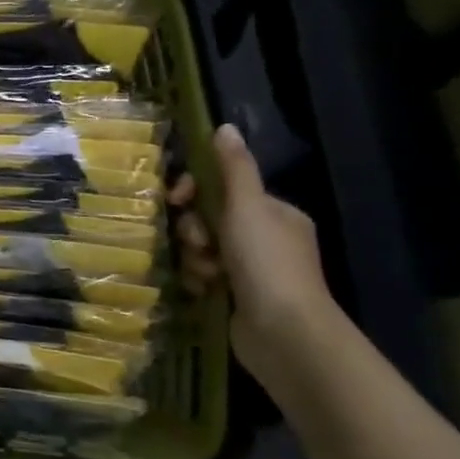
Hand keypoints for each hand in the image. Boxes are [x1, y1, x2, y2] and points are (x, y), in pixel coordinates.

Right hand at [171, 124, 339, 374]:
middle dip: (195, 230)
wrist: (283, 332)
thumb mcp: (247, 206)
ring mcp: (253, 270)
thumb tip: (224, 126)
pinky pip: (205, 276)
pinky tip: (204, 290)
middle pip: (209, 219)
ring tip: (206, 275)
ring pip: (203, 250)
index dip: (195, 191)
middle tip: (199, 244)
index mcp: (275, 213)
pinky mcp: (239, 297)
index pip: (224, 189)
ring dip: (195, 258)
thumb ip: (233, 168)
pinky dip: (200, 280)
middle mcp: (267, 238)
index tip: (176, 199)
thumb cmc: (265, 262)